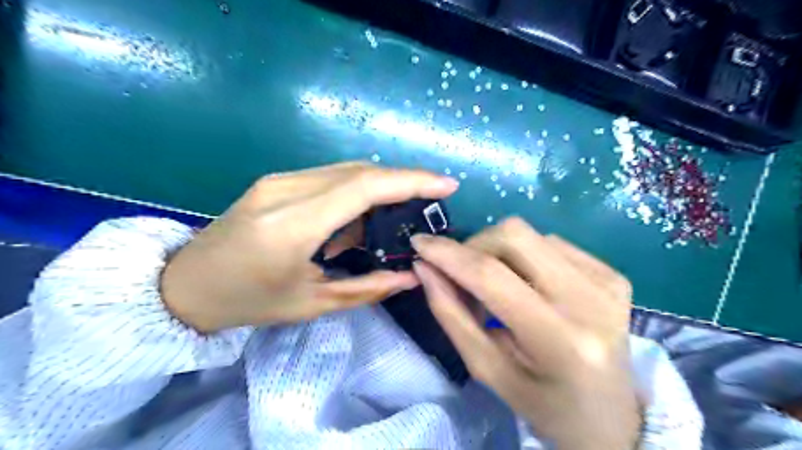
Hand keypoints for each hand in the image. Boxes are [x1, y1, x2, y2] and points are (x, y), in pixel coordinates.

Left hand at [160, 163, 456, 332]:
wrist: (184, 285)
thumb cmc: (248, 303)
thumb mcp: (311, 303)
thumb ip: (367, 288)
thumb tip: (412, 277)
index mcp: (292, 226)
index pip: (363, 187)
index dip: (411, 181)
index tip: (446, 185)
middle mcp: (285, 191)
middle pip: (359, 171)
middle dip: (402, 182)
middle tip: (428, 203)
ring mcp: (277, 181)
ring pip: (346, 171)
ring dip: (378, 189)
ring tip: (392, 219)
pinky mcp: (275, 181)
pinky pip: (328, 177)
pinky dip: (354, 192)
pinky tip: (356, 221)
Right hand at [410, 217, 642, 445]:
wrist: (612, 417)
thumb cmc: (543, 403)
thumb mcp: (488, 370)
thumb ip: (452, 315)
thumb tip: (425, 267)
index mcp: (561, 340)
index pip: (491, 276)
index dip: (449, 254)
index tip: (419, 243)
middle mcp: (591, 301)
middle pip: (513, 235)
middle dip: (474, 246)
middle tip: (461, 274)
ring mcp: (607, 282)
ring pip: (530, 234)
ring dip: (498, 253)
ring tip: (496, 288)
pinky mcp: (612, 274)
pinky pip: (551, 243)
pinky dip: (524, 257)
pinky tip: (527, 285)